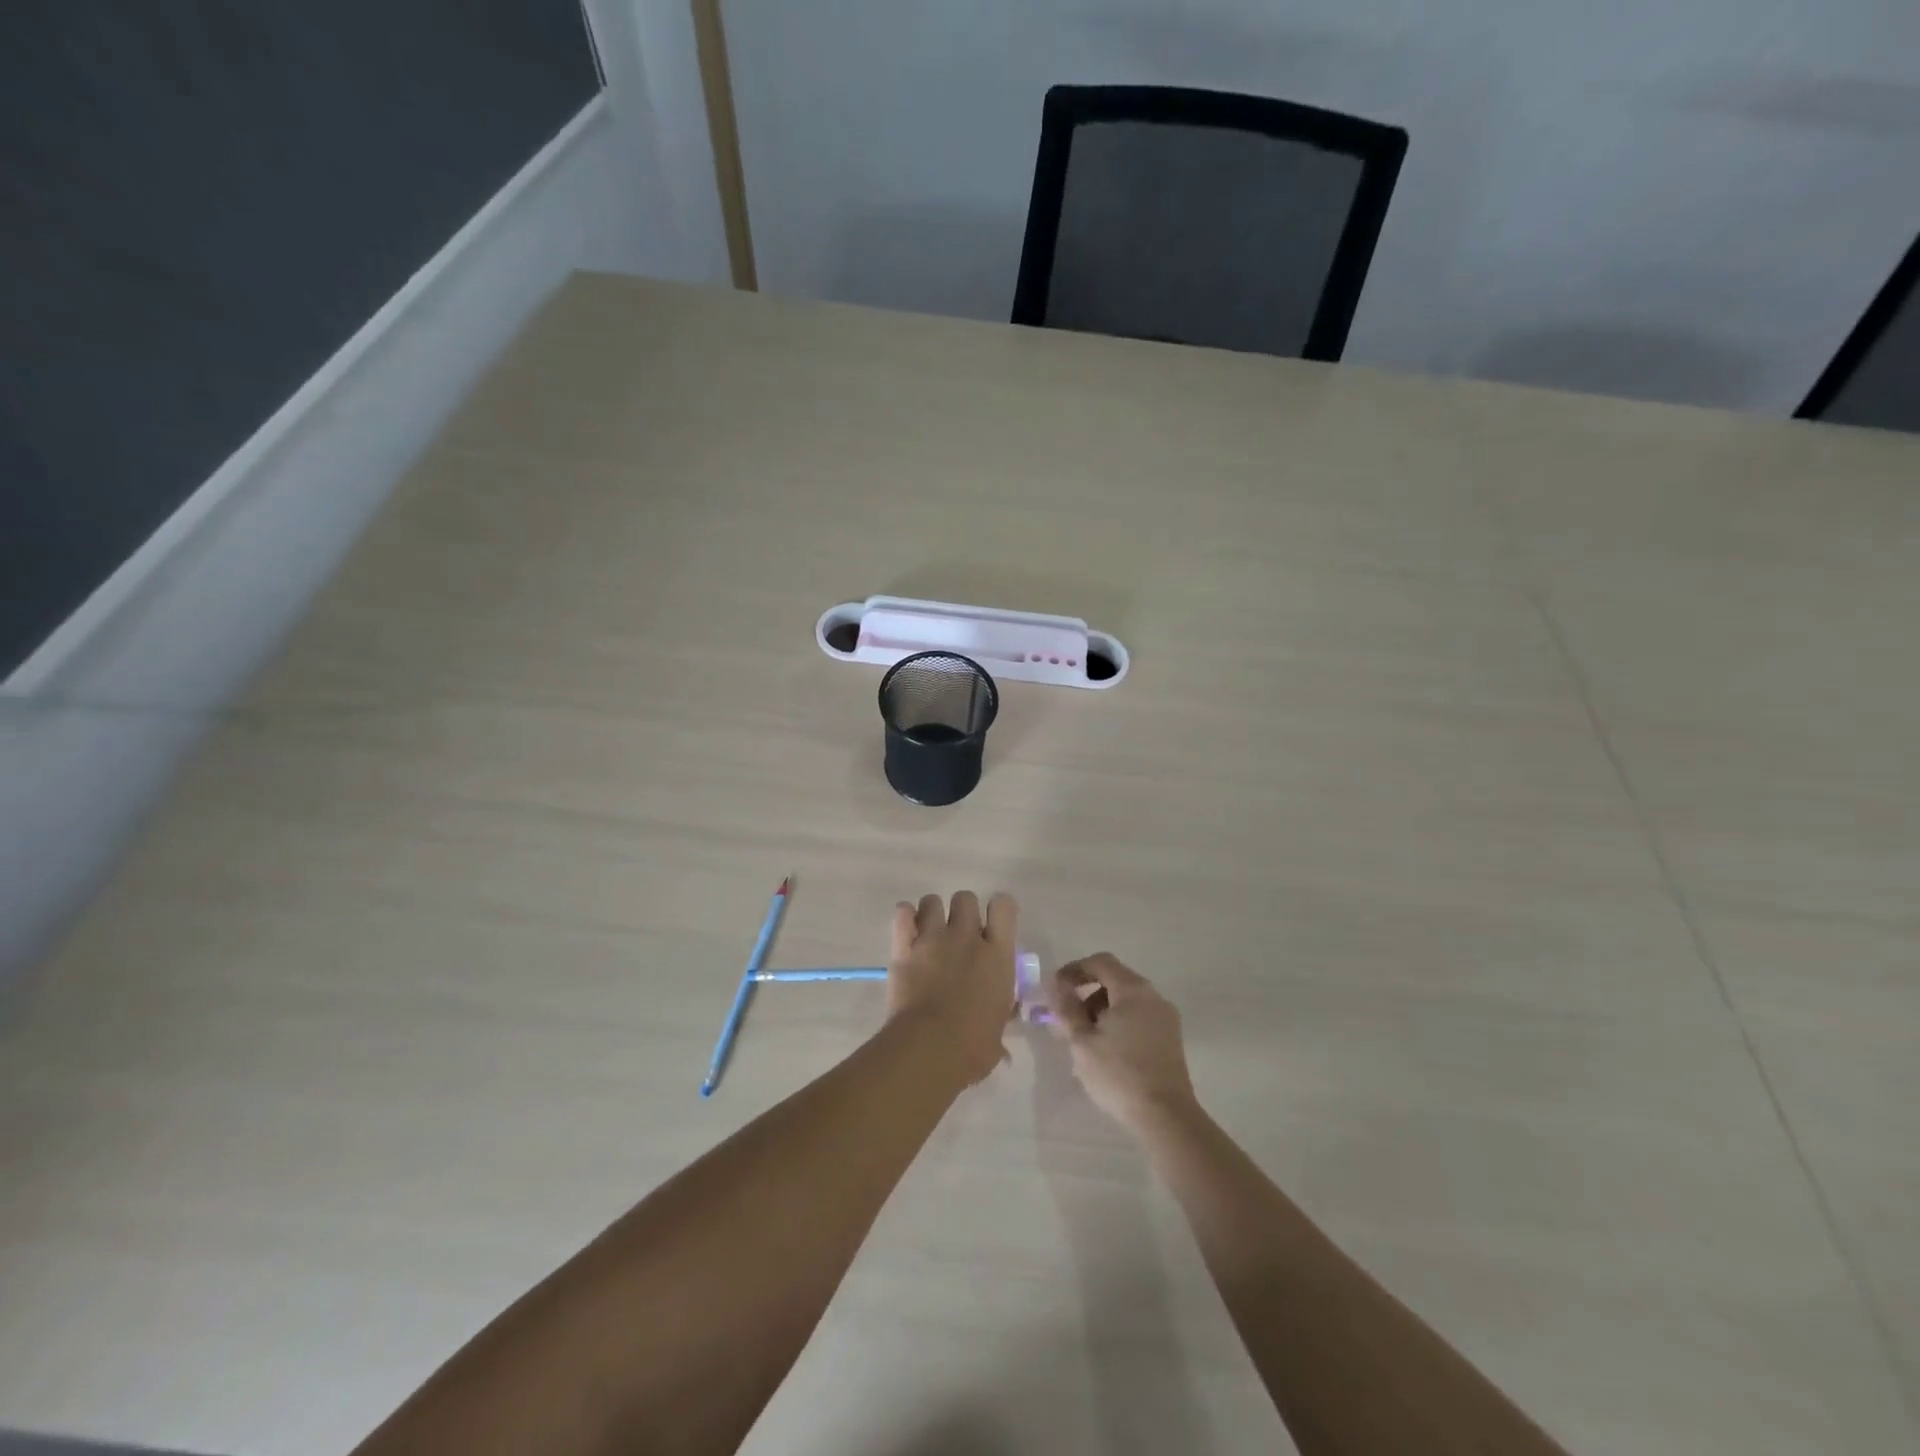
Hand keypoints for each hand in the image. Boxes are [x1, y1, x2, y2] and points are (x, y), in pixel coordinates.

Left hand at [887, 892, 1018, 1084]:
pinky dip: (904, 918)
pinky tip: (907, 933)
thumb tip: (1001, 1045)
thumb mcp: (997, 1033)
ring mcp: (933, 938)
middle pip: (965, 898)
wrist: (929, 1048)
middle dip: (963, 912)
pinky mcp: (904, 947)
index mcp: (998, 955)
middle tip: (958, 936)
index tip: (994, 925)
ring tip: (930, 934)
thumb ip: (997, 1024)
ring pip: (932, 900)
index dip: (999, 910)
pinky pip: (902, 913)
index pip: (1004, 907)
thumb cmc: (972, 1048)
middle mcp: (967, 937)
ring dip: (931, 913)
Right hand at [1047, 953, 1196, 1133]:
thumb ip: (1067, 1009)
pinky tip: (1107, 1050)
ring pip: (1127, 1000)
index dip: (1074, 969)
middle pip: (1115, 979)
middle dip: (1087, 993)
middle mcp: (1153, 996)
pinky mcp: (1171, 1039)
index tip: (1055, 989)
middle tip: (1067, 1018)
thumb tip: (1056, 985)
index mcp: (1133, 990)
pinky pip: (1139, 1017)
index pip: (1100, 962)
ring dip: (1102, 1009)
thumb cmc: (1119, 1074)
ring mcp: (1166, 1018)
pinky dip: (1119, 1022)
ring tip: (1085, 1038)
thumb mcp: (1082, 1041)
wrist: (1166, 1117)